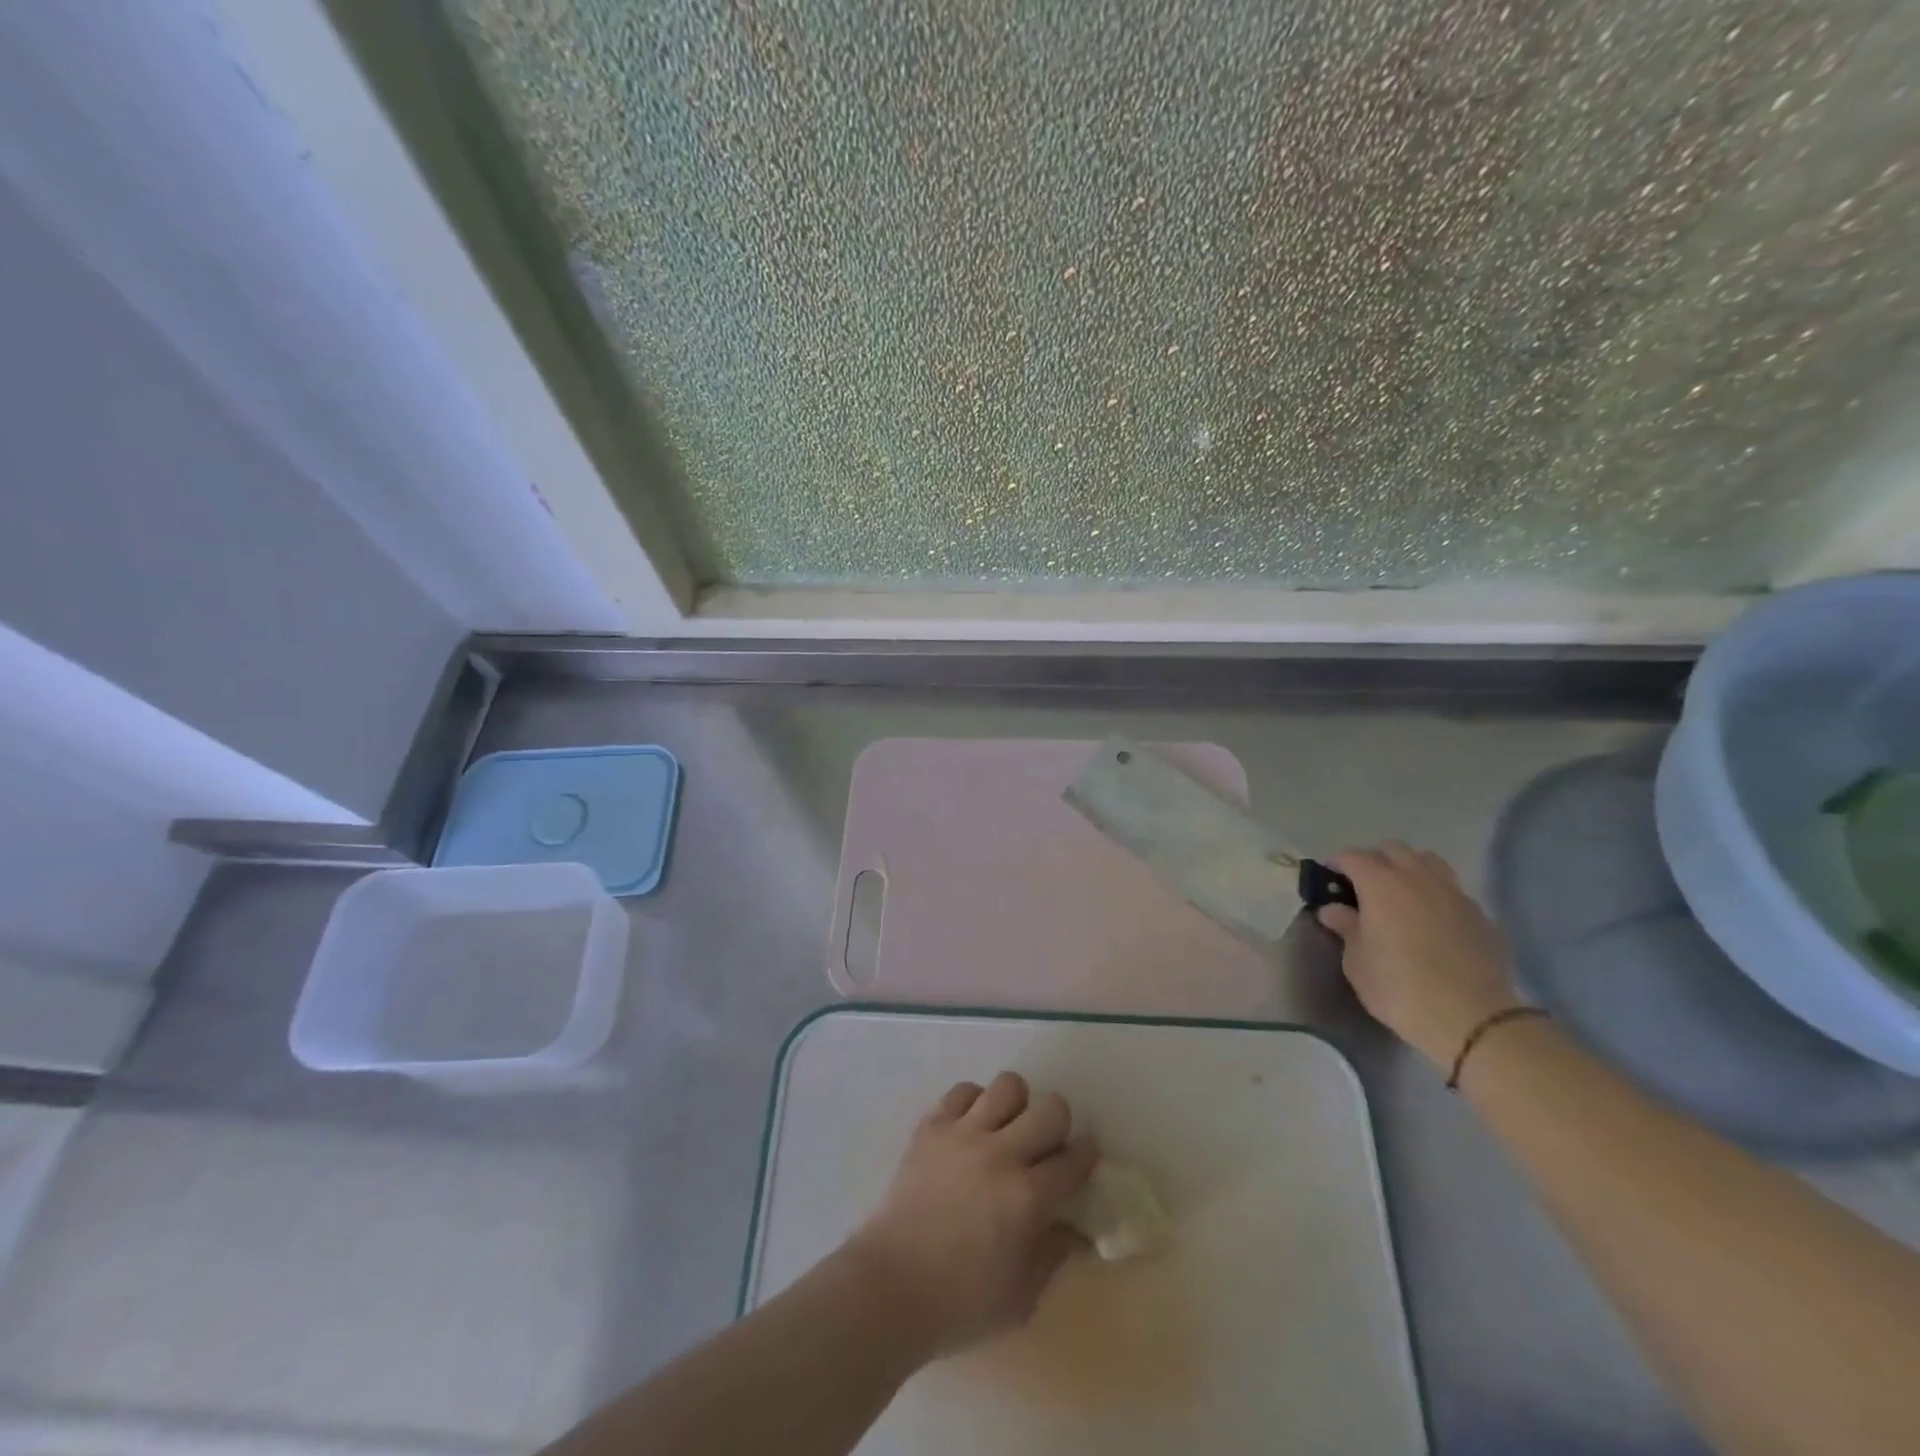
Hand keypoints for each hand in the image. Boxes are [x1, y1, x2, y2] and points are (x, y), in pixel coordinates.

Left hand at [845, 1072, 1097, 1359]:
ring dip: (1016, 1106)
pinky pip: (963, 1091)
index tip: (1083, 1159)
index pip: (1074, 1160)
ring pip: (1008, 1086)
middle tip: (1047, 1145)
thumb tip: (1074, 1228)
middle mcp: (1001, 1154)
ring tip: (1006, 1129)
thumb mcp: (1021, 1299)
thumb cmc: (959, 1304)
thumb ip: (1053, 1256)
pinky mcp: (932, 1126)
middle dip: (1058, 1124)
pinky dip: (974, 1103)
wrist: (890, 1287)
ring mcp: (964, 1134)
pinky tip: (971, 1128)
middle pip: (1050, 1109)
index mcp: (1028, 1198)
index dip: (1086, 1156)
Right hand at [1316, 842, 1522, 1068]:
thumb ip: (1345, 928)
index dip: (1336, 863)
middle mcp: (1417, 878)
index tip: (1328, 877)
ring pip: (1427, 861)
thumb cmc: (1399, 987)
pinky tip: (1430, 918)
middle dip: (1374, 860)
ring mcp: (1453, 893)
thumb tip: (1334, 909)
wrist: (1472, 1019)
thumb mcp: (1357, 962)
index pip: (1353, 857)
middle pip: (1392, 849)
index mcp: (1380, 884)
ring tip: (1399, 893)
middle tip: (1362, 884)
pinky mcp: (1479, 914)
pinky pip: (1451, 889)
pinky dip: (1435, 893)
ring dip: (1408, 868)